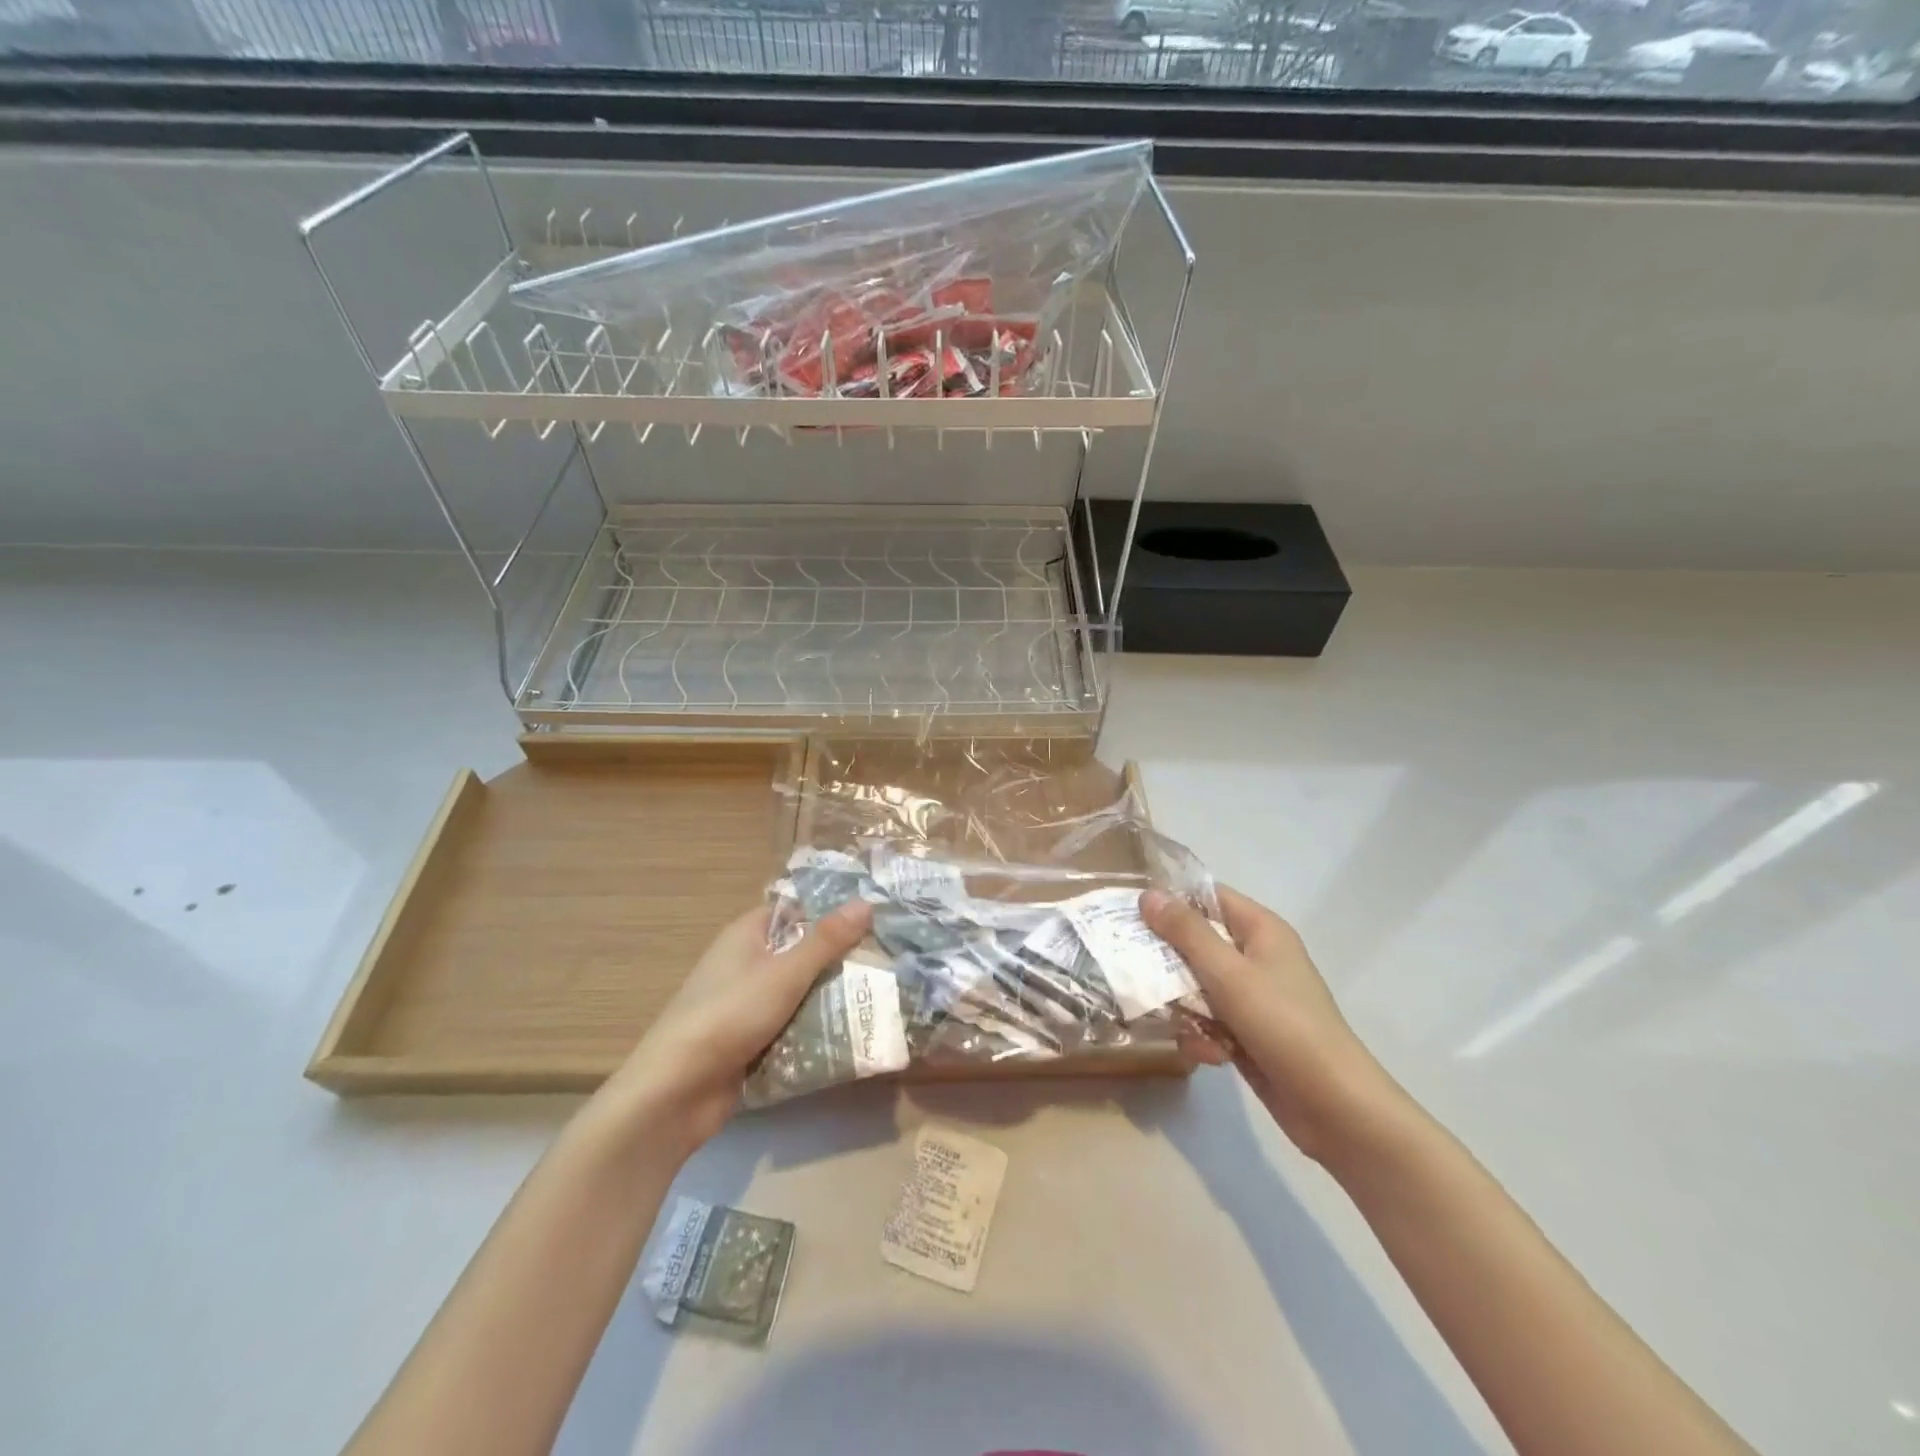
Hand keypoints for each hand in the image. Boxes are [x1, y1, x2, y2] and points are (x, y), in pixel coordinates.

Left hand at [610, 899, 872, 1151]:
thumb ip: (827, 940)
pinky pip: (790, 1026)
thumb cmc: (729, 1015)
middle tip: (887, 963)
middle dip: (839, 961)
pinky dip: (814, 1030)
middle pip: (801, 953)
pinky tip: (851, 1035)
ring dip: (830, 999)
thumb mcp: (785, 972)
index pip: (796, 911)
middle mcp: (745, 963)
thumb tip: (866, 902)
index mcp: (747, 934)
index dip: (831, 913)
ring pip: (799, 992)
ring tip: (881, 999)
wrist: (675, 1092)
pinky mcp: (749, 1041)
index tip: (874, 920)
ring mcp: (746, 1004)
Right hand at [1142, 885, 1394, 1163]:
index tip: (1131, 912)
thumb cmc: (1283, 1024)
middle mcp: (1257, 956)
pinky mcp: (1249, 1032)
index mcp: (1261, 930)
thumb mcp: (1228, 973)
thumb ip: (1186, 932)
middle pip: (1197, 942)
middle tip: (1136, 971)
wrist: (1335, 1107)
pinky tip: (1210, 1056)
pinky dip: (1204, 1036)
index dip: (1171, 900)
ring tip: (1184, 1026)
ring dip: (1185, 1007)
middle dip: (1169, 961)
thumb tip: (1148, 894)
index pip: (1209, 896)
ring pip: (1197, 985)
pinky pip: (1209, 1020)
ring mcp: (1254, 997)